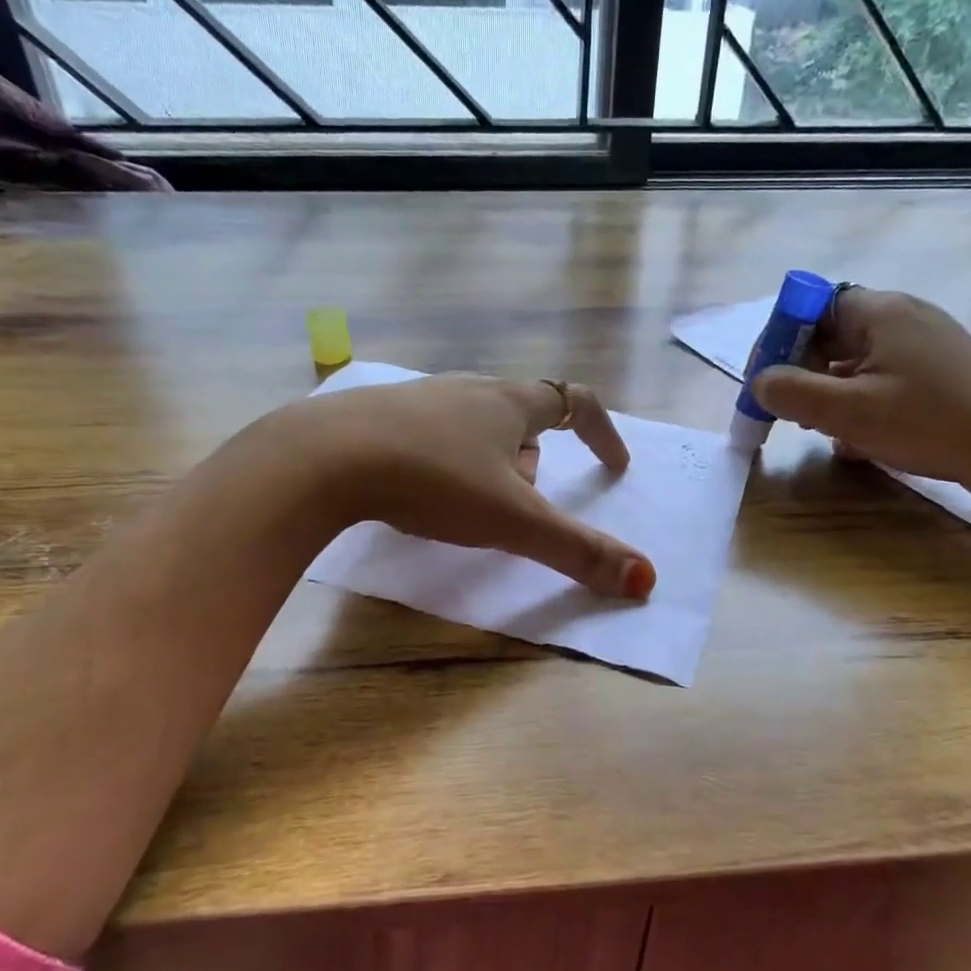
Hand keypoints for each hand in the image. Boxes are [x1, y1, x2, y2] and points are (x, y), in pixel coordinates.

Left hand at [290, 374, 656, 599]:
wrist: (323, 457)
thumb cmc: (433, 479)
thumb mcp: (512, 520)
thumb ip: (577, 550)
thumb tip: (646, 580)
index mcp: (509, 402)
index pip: (576, 402)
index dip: (603, 433)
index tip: (614, 467)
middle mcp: (468, 390)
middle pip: (523, 416)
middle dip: (536, 459)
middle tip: (525, 502)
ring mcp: (420, 399)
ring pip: (475, 426)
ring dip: (489, 462)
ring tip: (470, 506)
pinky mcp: (379, 417)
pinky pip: (431, 436)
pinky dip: (443, 464)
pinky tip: (419, 495)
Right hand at [752, 289, 970, 503]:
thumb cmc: (932, 423)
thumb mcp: (849, 412)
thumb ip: (792, 392)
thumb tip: (759, 382)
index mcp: (878, 312)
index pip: (808, 307)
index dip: (778, 341)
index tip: (763, 383)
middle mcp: (901, 317)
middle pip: (830, 334)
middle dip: (802, 373)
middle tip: (791, 413)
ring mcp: (924, 344)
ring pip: (854, 361)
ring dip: (830, 392)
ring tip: (823, 429)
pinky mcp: (939, 372)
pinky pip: (882, 378)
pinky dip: (861, 402)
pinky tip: (858, 439)